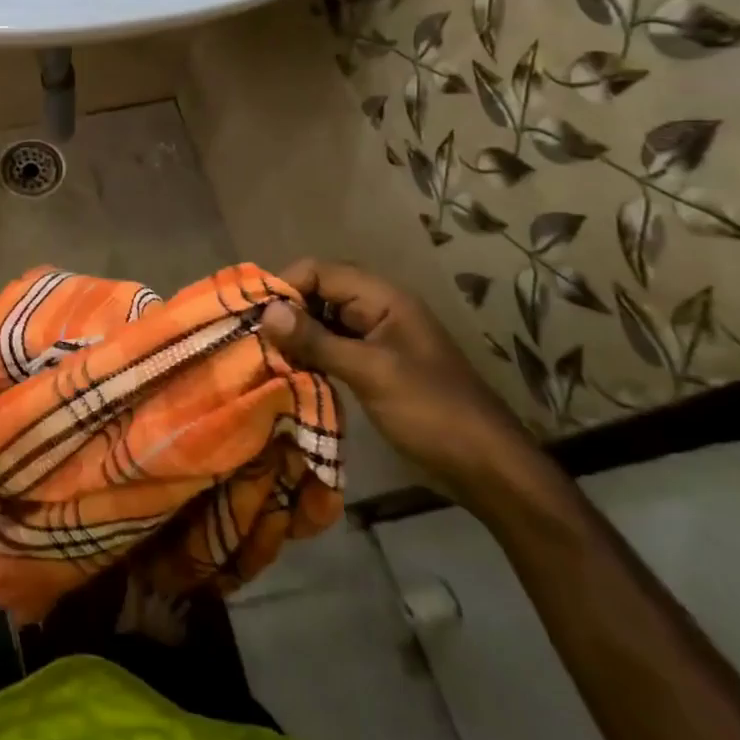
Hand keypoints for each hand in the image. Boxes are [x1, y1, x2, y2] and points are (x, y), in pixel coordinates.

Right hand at [260, 259, 544, 509]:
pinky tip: (288, 371)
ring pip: (324, 321)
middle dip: (286, 310)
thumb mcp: (370, 372)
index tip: (251, 313)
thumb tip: (266, 311)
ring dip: (296, 334)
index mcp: (382, 298)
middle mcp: (378, 309)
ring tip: (262, 354)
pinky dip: (310, 355)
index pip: (320, 271)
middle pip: (320, 293)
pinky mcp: (375, 367)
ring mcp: (377, 339)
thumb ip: (317, 339)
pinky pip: (333, 347)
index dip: (284, 285)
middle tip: (251, 335)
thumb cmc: (431, 411)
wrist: (488, 468)